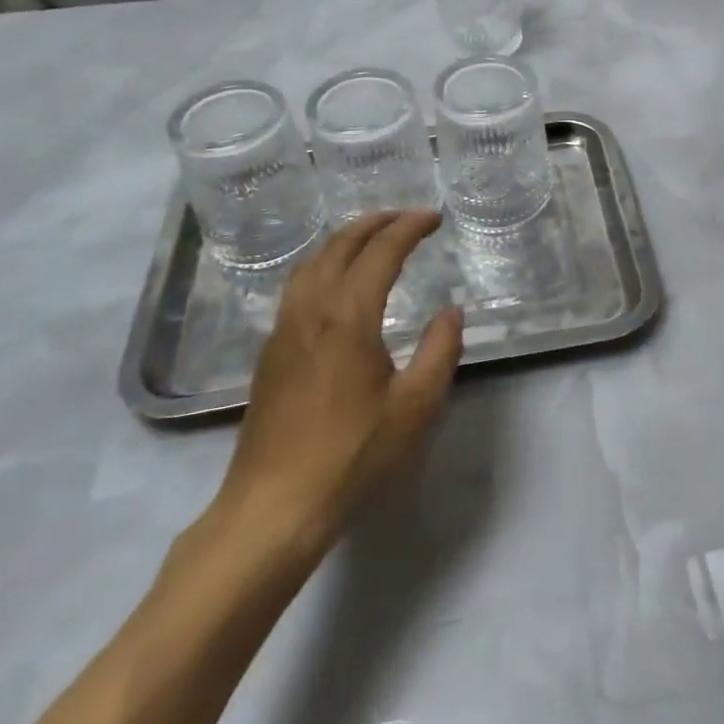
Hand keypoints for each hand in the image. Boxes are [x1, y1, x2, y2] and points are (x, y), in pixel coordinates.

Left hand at [214, 211, 462, 564]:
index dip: (410, 227)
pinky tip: (337, 284)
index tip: (435, 218)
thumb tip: (451, 311)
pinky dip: (324, 264)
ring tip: (373, 239)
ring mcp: (284, 329)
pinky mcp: (271, 351)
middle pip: (340, 244)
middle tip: (407, 218)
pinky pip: (298, 286)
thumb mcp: (415, 406)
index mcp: (348, 315)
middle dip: (376, 222)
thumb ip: (440, 350)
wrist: (273, 506)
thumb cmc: (352, 454)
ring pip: (312, 262)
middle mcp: (311, 309)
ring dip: (345, 240)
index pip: (381, 251)